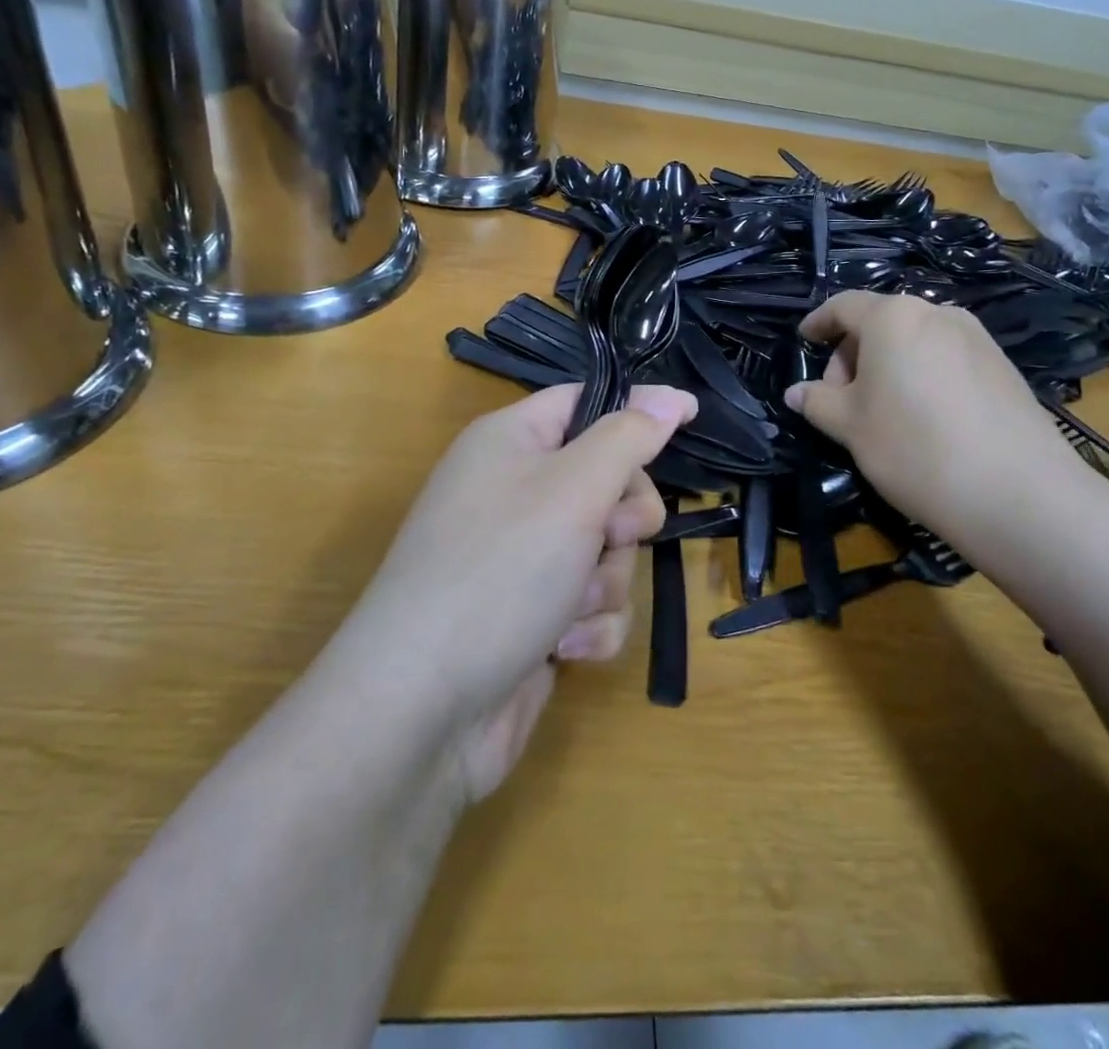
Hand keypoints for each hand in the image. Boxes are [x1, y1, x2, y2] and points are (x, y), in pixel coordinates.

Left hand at [343, 384, 695, 802]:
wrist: (421, 711)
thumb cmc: (499, 572)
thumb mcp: (573, 488)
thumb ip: (630, 437)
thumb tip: (671, 396)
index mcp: (510, 442)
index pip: (585, 403)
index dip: (636, 412)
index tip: (688, 423)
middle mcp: (513, 493)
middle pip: (606, 481)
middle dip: (622, 521)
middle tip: (609, 538)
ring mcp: (521, 560)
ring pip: (606, 551)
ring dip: (604, 583)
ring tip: (570, 608)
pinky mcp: (531, 617)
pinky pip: (590, 604)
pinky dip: (589, 626)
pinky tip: (563, 650)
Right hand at [785, 292, 1091, 550]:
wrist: (1018, 492)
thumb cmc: (913, 447)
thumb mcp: (850, 426)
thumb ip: (817, 402)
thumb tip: (796, 393)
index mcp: (893, 317)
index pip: (843, 306)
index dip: (818, 322)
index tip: (804, 341)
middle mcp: (937, 313)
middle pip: (880, 323)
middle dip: (853, 356)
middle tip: (842, 401)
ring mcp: (976, 338)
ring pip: (915, 341)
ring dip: (888, 367)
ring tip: (883, 414)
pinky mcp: (1002, 366)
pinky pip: (945, 359)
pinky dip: (922, 377)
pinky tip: (925, 420)